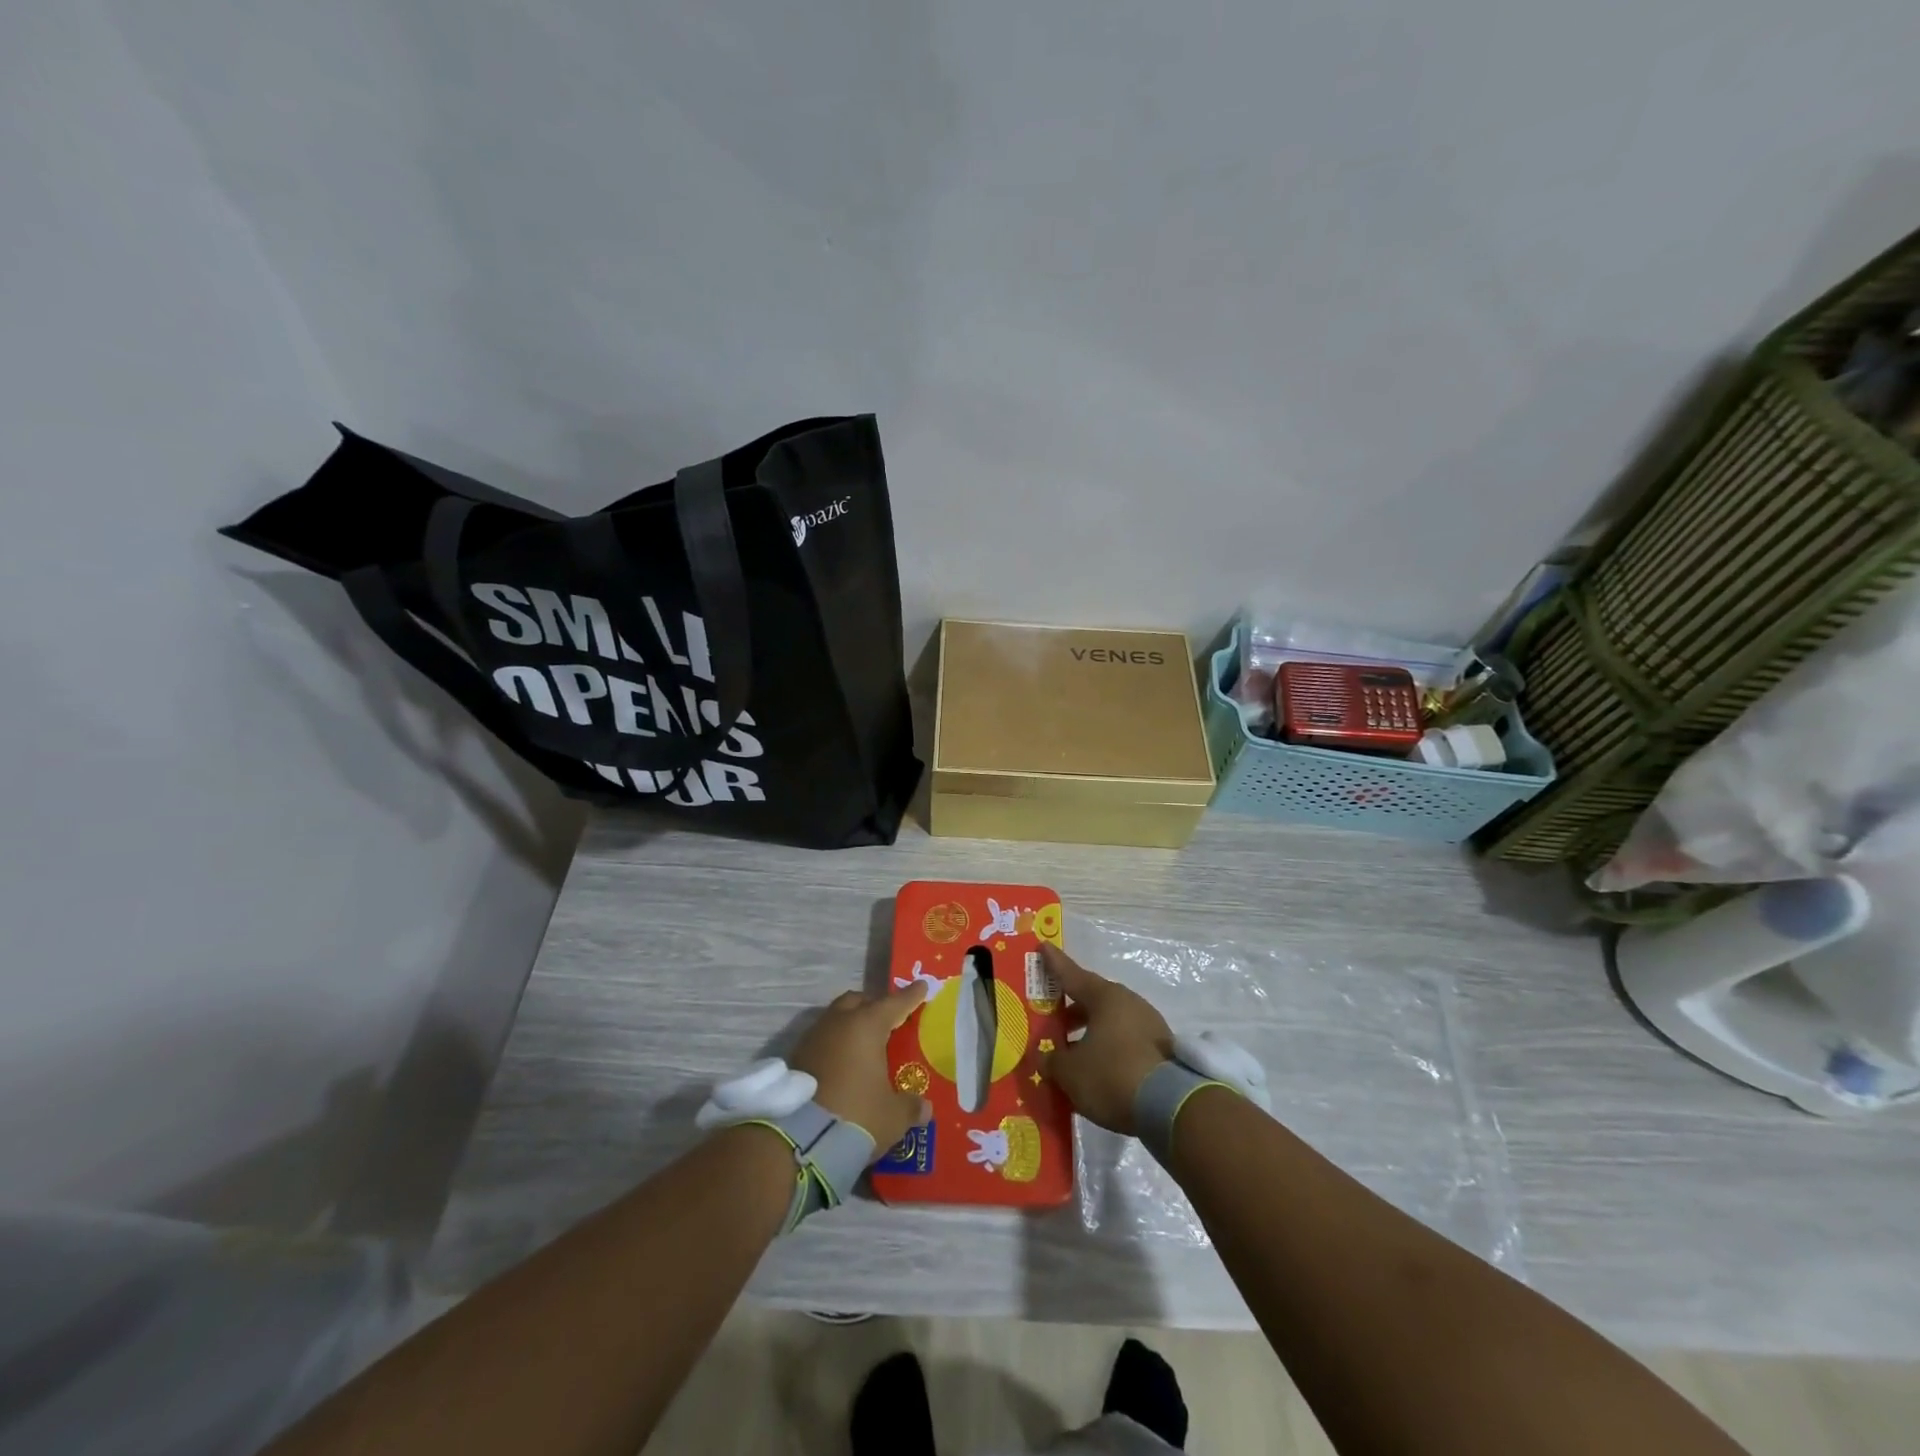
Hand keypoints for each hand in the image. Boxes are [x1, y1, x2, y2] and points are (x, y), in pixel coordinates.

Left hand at [790, 984, 930, 1154]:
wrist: (800, 1140)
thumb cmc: (857, 1115)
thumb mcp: (893, 1116)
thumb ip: (910, 1107)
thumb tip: (924, 1107)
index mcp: (867, 1026)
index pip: (895, 1003)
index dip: (911, 996)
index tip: (921, 986)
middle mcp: (839, 1022)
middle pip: (859, 1001)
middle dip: (874, 1005)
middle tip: (889, 1018)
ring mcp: (814, 1038)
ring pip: (836, 1018)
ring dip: (850, 1025)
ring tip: (864, 1044)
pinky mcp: (796, 1057)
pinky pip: (822, 1040)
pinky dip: (835, 1045)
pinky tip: (842, 1064)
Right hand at [1037, 944, 1172, 1135]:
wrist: (1172, 1106)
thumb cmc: (1112, 1075)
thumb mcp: (1070, 1072)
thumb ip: (1053, 1061)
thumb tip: (1045, 1058)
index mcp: (1105, 997)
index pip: (1072, 975)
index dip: (1054, 963)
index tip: (1043, 947)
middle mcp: (1129, 1002)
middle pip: (1093, 1000)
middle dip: (1071, 1010)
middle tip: (1052, 1021)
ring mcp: (1150, 1025)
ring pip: (1111, 1022)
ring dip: (1091, 1033)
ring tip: (1073, 1053)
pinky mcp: (1162, 1050)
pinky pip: (1126, 1041)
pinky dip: (1109, 1049)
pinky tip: (1098, 1070)